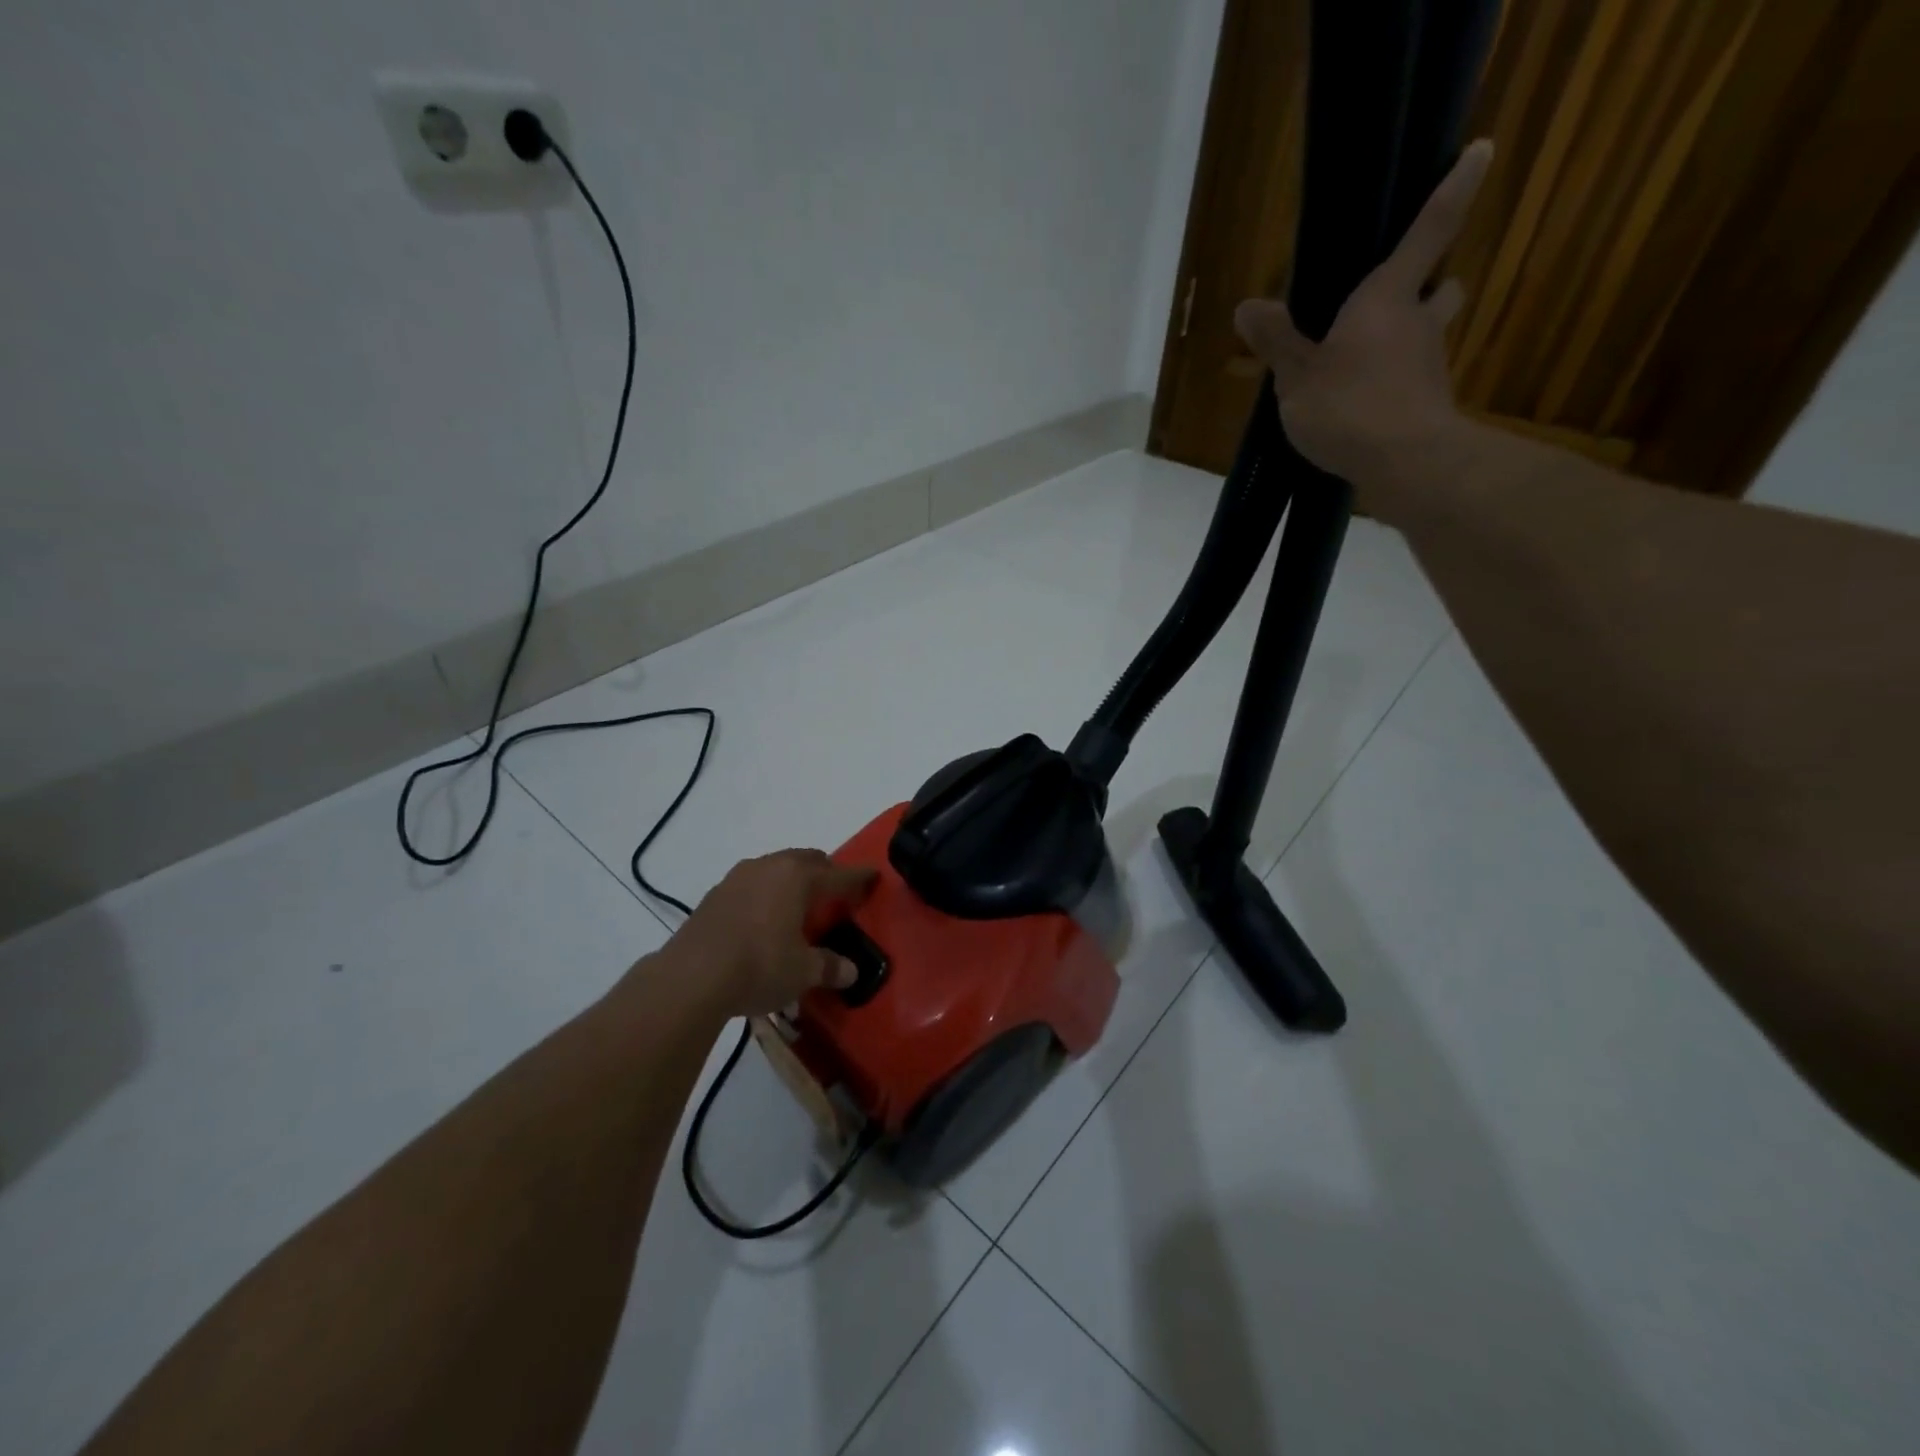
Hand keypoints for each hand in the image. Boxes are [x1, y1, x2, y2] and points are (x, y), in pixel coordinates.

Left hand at [669, 849, 878, 1018]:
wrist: (691, 977)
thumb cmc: (760, 965)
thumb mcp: (802, 972)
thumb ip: (828, 967)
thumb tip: (850, 972)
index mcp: (798, 877)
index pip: (838, 875)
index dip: (858, 878)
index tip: (873, 876)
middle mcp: (769, 867)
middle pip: (806, 861)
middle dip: (824, 872)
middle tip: (835, 891)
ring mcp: (737, 878)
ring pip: (775, 869)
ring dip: (790, 881)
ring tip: (798, 904)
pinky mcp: (714, 895)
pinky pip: (751, 885)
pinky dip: (764, 895)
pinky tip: (763, 919)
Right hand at [1234, 139, 1492, 501]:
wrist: (1404, 465)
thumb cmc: (1349, 406)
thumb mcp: (1297, 377)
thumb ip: (1276, 341)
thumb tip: (1248, 306)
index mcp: (1387, 299)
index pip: (1430, 230)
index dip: (1454, 188)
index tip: (1482, 149)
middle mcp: (1418, 323)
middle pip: (1441, 286)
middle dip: (1430, 284)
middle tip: (1401, 295)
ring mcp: (1429, 365)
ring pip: (1429, 335)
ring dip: (1410, 338)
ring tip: (1367, 362)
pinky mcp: (1428, 404)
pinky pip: (1413, 380)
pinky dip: (1395, 384)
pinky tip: (1364, 407)